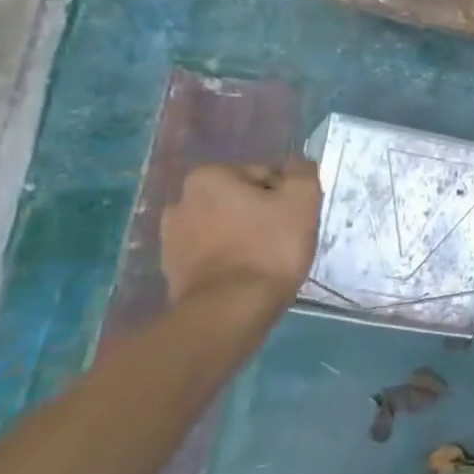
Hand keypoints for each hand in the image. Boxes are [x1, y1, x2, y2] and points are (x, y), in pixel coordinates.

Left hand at [161, 159, 322, 314]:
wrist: (231, 309)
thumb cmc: (269, 245)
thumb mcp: (303, 199)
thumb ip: (302, 172)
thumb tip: (297, 165)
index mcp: (208, 177)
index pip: (263, 175)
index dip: (285, 195)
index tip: (295, 218)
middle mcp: (181, 202)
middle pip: (240, 200)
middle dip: (262, 214)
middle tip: (284, 237)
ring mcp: (171, 239)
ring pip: (225, 226)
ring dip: (245, 235)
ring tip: (267, 259)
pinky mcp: (172, 270)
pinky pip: (212, 253)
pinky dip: (230, 258)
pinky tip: (248, 274)